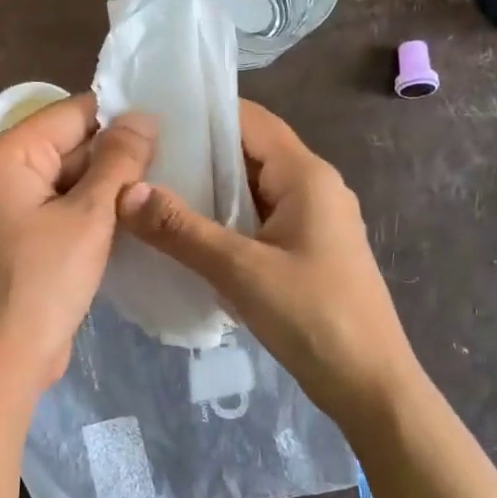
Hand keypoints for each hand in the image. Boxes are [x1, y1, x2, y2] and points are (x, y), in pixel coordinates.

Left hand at [0, 93, 155, 400]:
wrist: (5, 360)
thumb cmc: (44, 282)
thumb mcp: (89, 216)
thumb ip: (118, 161)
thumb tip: (143, 116)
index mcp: (6, 156)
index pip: (70, 113)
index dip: (118, 115)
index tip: (167, 122)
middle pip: (67, 144)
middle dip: (116, 152)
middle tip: (174, 157)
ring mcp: (7, 209)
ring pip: (68, 178)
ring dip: (108, 183)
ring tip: (162, 182)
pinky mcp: (20, 238)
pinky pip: (61, 208)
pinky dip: (92, 209)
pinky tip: (132, 215)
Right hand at [117, 100, 423, 424]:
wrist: (371, 385)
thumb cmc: (314, 317)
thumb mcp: (241, 271)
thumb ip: (181, 229)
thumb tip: (126, 191)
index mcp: (306, 175)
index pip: (250, 120)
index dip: (203, 112)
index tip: (151, 116)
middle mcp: (313, 186)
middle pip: (249, 151)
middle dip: (197, 151)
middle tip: (139, 156)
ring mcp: (313, 220)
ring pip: (252, 187)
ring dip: (209, 188)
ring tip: (151, 190)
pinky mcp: (308, 249)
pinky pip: (259, 218)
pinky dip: (225, 217)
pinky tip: (187, 233)